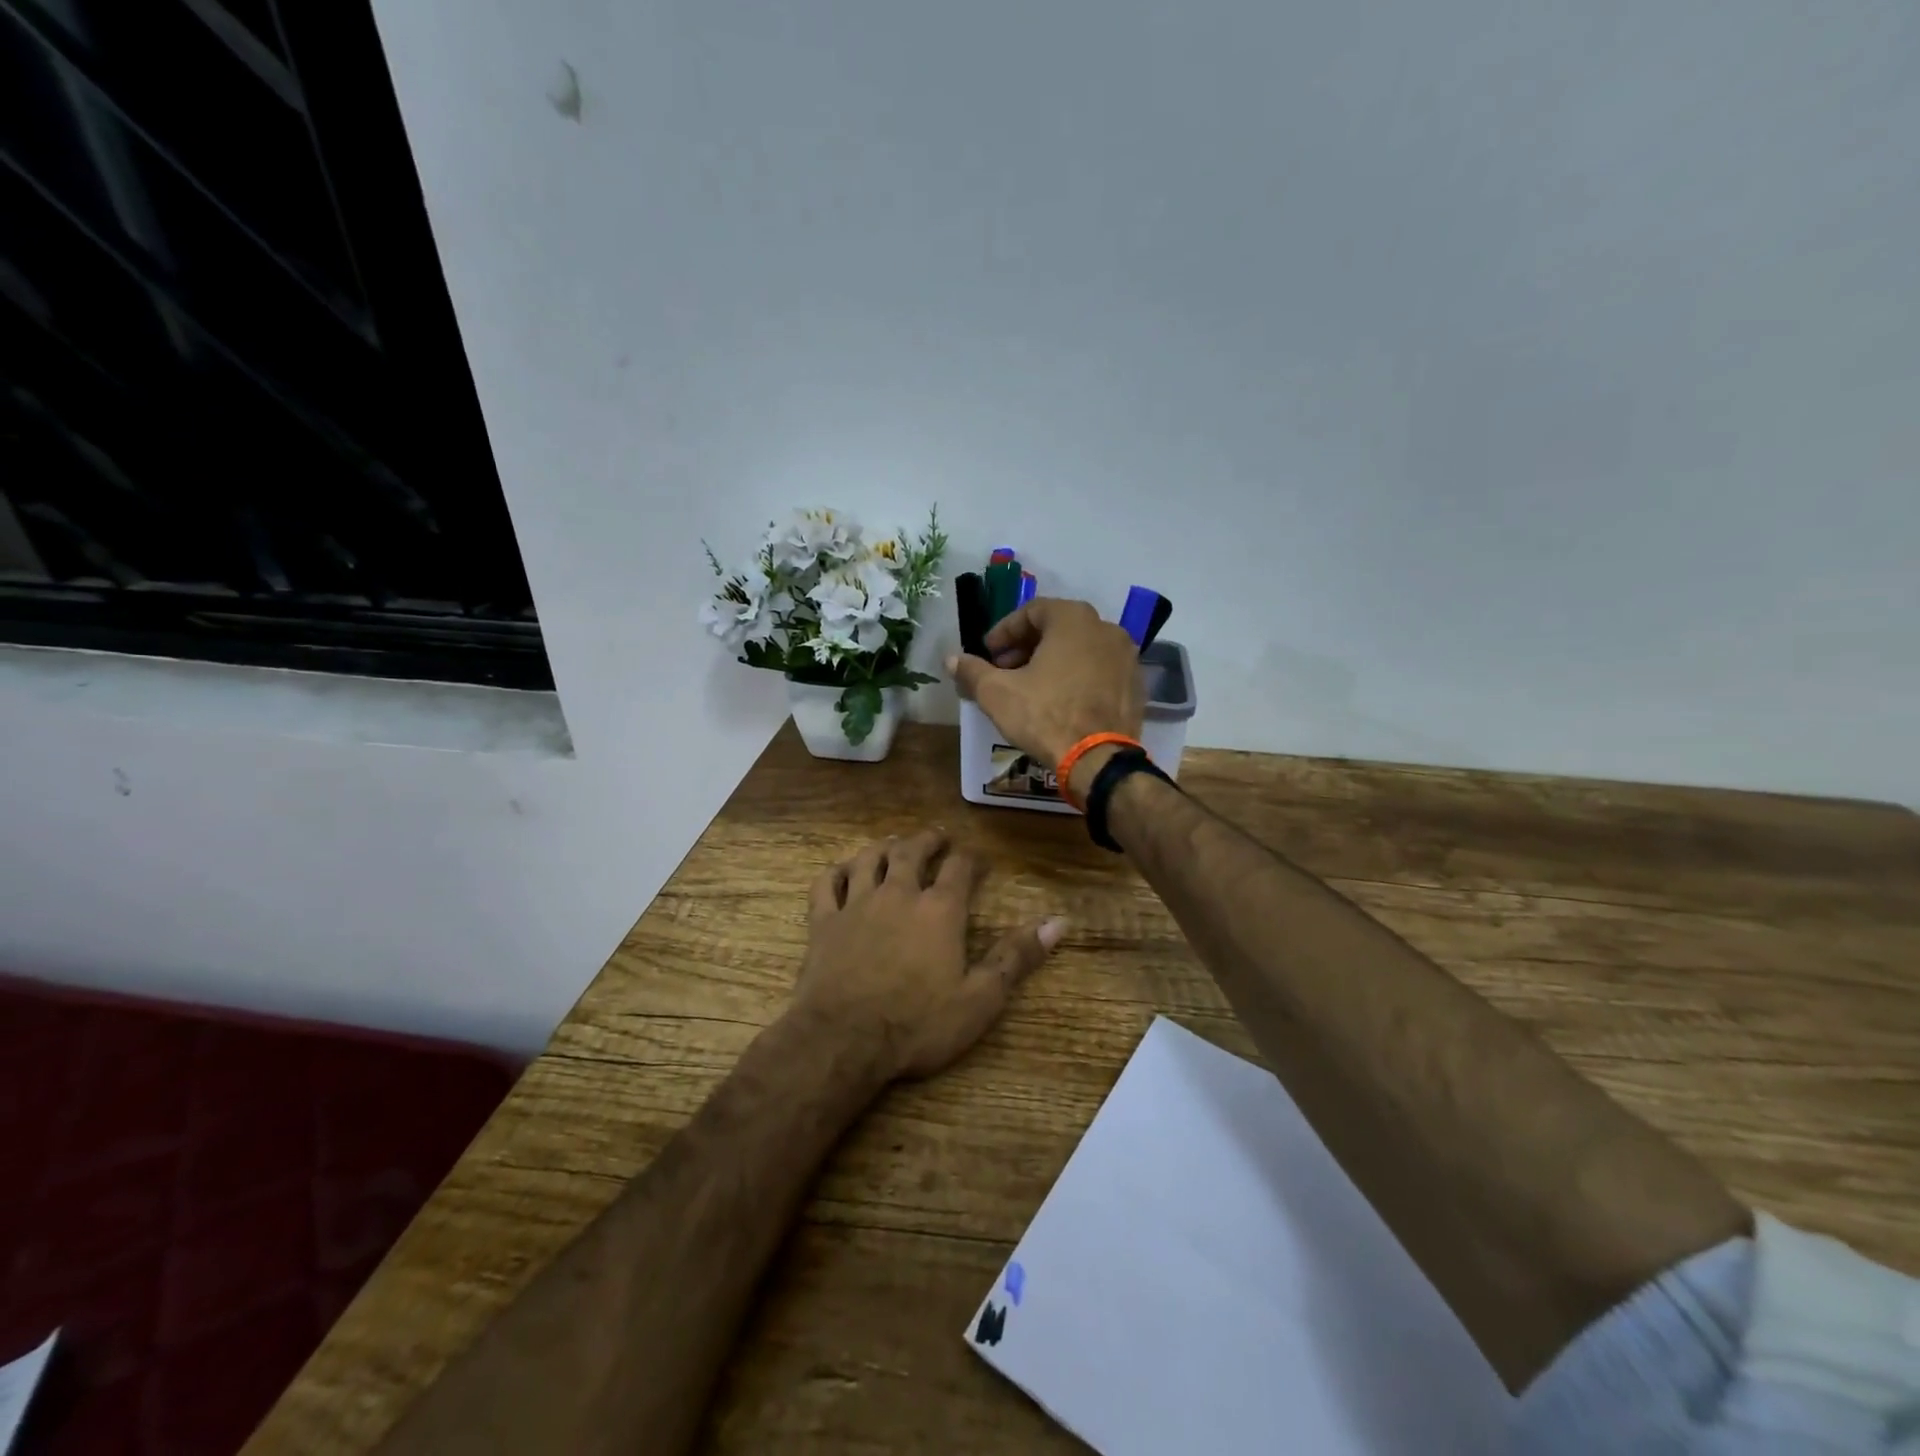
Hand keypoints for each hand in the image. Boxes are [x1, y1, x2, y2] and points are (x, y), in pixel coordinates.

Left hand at [792, 829, 1064, 1080]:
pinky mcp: (823, 922)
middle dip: (927, 840)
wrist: (843, 1041)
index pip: (959, 868)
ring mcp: (856, 904)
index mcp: (939, 910)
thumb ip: (1016, 957)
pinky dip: (836, 872)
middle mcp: (898, 894)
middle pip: (912, 851)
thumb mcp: (980, 999)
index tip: (978, 859)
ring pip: (869, 859)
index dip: (971, 859)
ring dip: (883, 847)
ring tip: (893, 843)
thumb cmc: (917, 1024)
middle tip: (937, 836)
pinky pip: (826, 884)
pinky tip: (842, 871)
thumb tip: (1058, 922)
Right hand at [947, 598, 1145, 796]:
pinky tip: (1061, 701)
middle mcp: (1106, 628)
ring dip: (1053, 661)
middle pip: (1058, 628)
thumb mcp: (997, 693)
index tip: (988, 653)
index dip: (1004, 631)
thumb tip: (951, 660)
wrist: (1098, 760)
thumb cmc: (1045, 716)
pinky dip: (1078, 677)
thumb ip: (972, 671)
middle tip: (1005, 670)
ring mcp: (1126, 656)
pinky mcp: (1136, 684)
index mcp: (1073, 619)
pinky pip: (1099, 670)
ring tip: (1031, 687)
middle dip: (1027, 646)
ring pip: (1081, 649)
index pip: (1031, 611)